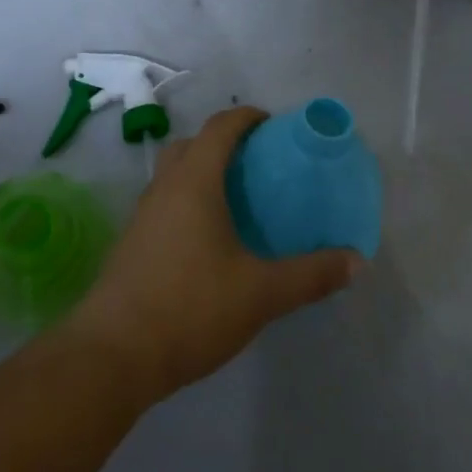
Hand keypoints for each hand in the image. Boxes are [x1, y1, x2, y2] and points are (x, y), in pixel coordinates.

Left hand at [62, 107, 360, 402]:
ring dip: (201, 172)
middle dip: (222, 143)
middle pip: (191, 145)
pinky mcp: (132, 242)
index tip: (273, 125)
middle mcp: (164, 187)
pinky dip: (187, 201)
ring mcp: (142, 215)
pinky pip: (164, 203)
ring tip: (236, 201)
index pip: (220, 128)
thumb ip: (311, 275)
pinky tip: (208, 240)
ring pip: (173, 174)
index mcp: (194, 182)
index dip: (247, 118)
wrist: (114, 353)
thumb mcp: (261, 293)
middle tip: (257, 164)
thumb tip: (358, 261)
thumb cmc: (191, 308)